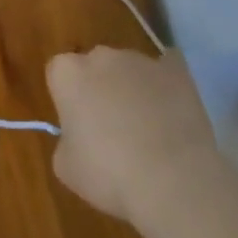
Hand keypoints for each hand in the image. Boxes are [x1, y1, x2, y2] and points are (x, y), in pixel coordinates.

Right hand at [46, 47, 218, 221]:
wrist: (174, 181)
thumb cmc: (109, 174)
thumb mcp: (66, 167)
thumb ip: (66, 141)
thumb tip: (80, 138)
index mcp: (68, 73)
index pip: (58, 73)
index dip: (67, 99)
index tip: (77, 125)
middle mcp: (102, 56)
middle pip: (95, 66)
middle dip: (99, 88)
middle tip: (109, 128)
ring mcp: (142, 60)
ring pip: (130, 70)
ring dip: (133, 89)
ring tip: (148, 131)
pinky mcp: (178, 71)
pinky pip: (166, 72)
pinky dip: (166, 87)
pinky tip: (173, 114)